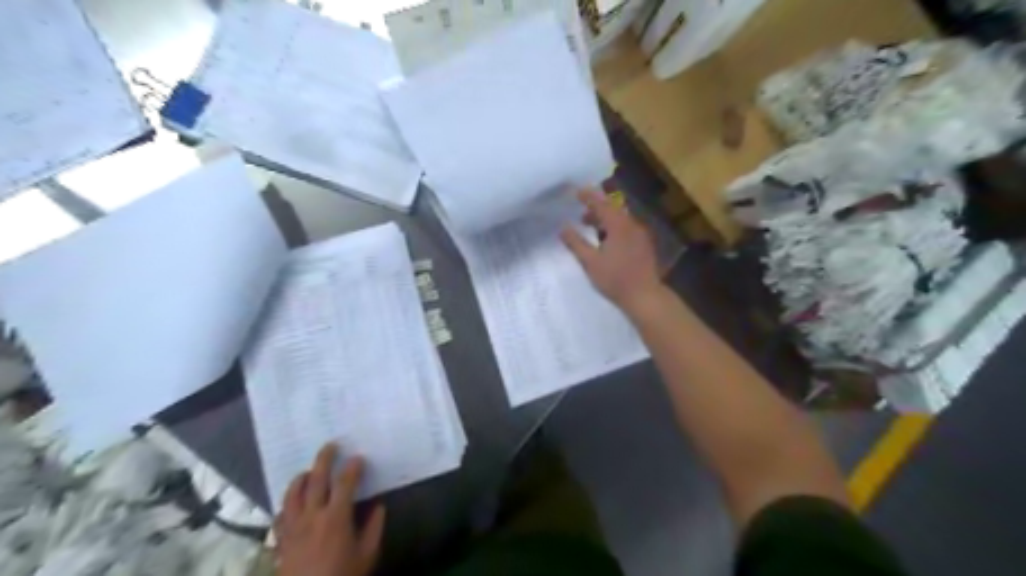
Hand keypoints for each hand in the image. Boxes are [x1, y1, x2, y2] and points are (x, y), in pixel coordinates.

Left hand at [275, 446, 386, 574]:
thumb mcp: (367, 555)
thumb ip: (374, 527)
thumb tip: (378, 506)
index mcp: (336, 518)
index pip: (345, 483)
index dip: (353, 467)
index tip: (359, 458)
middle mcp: (312, 516)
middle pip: (316, 480)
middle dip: (324, 459)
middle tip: (331, 445)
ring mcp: (293, 528)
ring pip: (292, 494)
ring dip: (301, 477)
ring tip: (309, 470)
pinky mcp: (280, 541)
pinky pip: (280, 515)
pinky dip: (287, 503)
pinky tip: (293, 502)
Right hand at [564, 189, 661, 309]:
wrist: (645, 296)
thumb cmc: (615, 279)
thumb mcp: (590, 262)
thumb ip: (576, 243)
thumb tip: (563, 228)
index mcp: (619, 226)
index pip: (601, 204)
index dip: (588, 197)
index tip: (576, 192)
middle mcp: (632, 225)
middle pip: (613, 210)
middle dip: (596, 210)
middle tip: (581, 216)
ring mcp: (641, 235)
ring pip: (621, 220)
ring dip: (605, 220)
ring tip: (591, 229)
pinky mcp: (644, 246)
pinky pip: (627, 229)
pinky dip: (614, 229)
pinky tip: (607, 242)